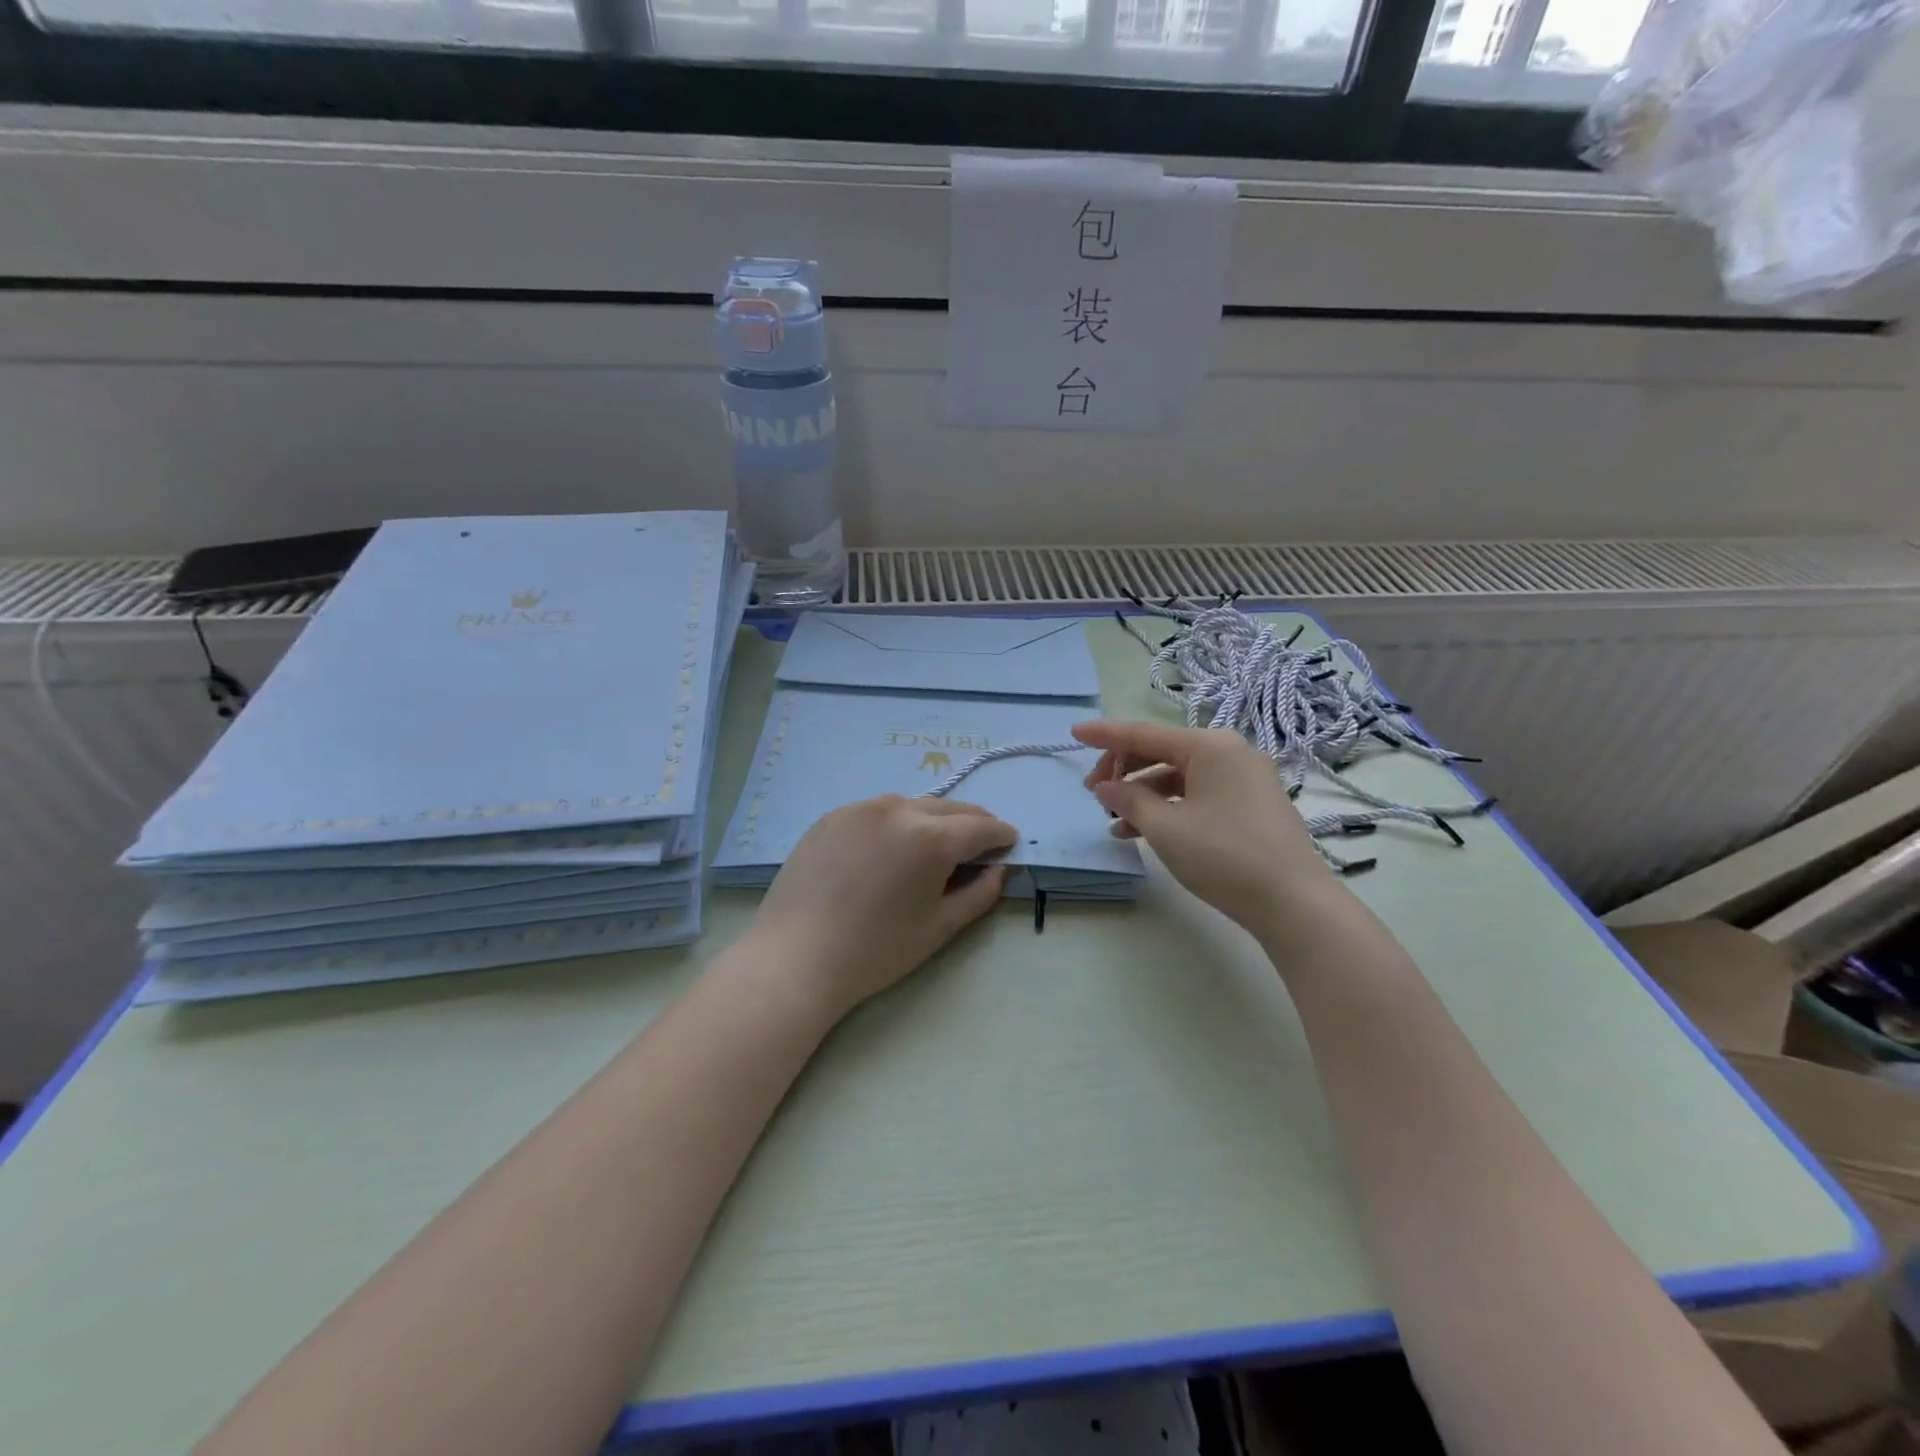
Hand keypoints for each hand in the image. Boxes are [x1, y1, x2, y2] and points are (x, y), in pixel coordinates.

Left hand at [748, 795, 1015, 1015]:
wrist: (795, 958)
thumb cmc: (876, 951)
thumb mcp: (939, 927)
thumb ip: (980, 893)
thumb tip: (1000, 869)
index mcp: (931, 837)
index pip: (981, 826)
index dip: (1001, 836)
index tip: (1009, 845)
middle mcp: (898, 808)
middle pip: (949, 808)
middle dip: (972, 824)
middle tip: (980, 846)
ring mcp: (861, 807)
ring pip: (912, 806)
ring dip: (933, 821)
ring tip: (933, 849)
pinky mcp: (832, 816)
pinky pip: (877, 812)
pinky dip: (895, 824)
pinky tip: (888, 851)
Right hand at [1074, 719, 1329, 934]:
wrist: (1293, 904)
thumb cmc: (1224, 857)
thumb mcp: (1165, 828)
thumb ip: (1129, 800)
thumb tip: (1106, 787)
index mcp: (1210, 746)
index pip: (1144, 733)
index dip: (1105, 734)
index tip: (1074, 732)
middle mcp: (1229, 753)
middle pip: (1162, 752)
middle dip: (1124, 771)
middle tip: (1094, 795)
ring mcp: (1244, 778)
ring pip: (1178, 777)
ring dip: (1143, 795)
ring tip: (1113, 822)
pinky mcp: (1250, 804)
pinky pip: (1197, 795)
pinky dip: (1168, 808)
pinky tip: (1142, 832)